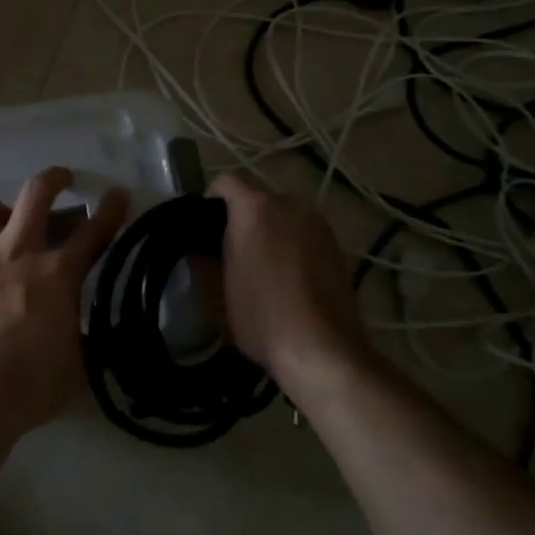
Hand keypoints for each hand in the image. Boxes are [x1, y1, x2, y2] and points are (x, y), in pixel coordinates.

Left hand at [0, 168, 129, 438]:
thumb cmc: (28, 388)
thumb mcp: (78, 366)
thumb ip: (88, 338)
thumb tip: (95, 329)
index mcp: (57, 274)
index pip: (94, 231)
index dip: (111, 209)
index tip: (117, 194)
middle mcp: (15, 252)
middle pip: (36, 193)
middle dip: (53, 178)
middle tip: (60, 180)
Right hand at [209, 174, 367, 383]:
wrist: (322, 351)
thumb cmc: (260, 317)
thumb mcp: (214, 293)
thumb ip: (200, 261)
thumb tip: (197, 249)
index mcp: (254, 208)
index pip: (225, 182)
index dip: (210, 201)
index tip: (204, 229)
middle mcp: (289, 205)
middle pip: (257, 198)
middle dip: (242, 217)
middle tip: (230, 250)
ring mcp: (318, 224)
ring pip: (284, 216)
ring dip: (270, 230)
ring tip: (262, 265)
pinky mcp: (337, 245)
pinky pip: (304, 233)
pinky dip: (292, 245)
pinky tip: (288, 278)